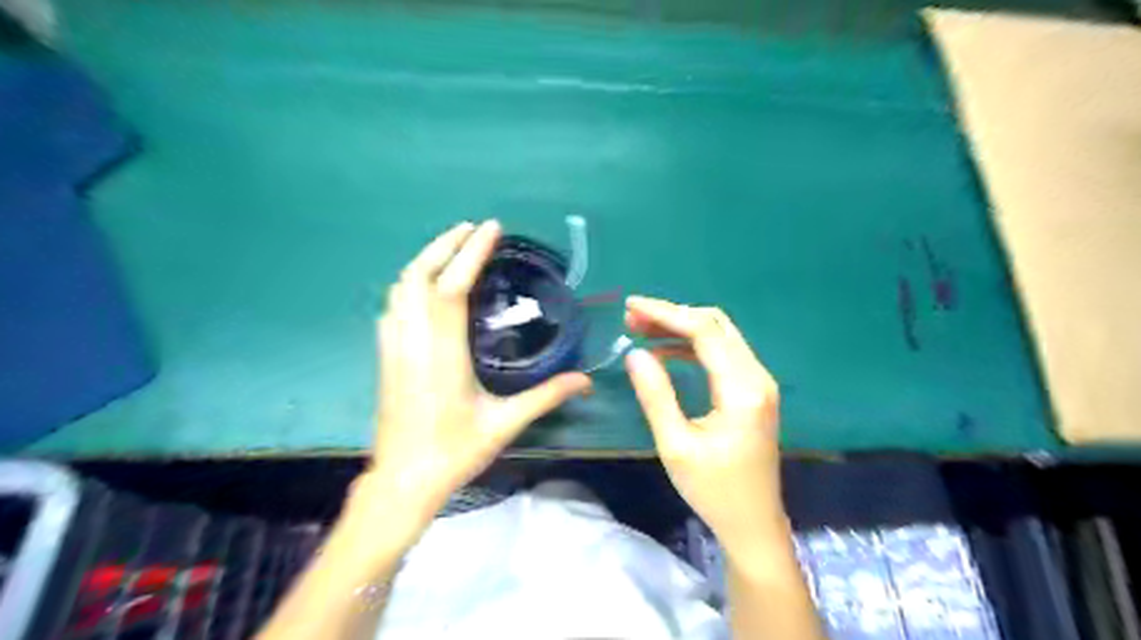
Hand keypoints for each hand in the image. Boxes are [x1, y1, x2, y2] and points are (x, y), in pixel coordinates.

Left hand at [359, 222, 592, 542]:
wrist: (402, 481)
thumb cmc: (453, 452)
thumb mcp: (505, 424)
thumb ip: (546, 397)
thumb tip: (585, 382)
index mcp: (442, 352)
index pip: (452, 287)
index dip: (470, 253)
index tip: (489, 229)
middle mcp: (413, 340)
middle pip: (418, 275)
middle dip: (444, 245)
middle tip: (471, 229)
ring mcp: (394, 347)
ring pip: (400, 287)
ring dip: (425, 260)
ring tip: (452, 248)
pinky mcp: (386, 356)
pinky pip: (393, 305)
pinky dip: (410, 284)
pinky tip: (425, 288)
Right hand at [623, 296, 785, 554]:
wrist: (753, 524)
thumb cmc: (713, 490)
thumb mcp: (676, 446)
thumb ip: (656, 395)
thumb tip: (635, 354)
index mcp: (742, 389)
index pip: (705, 332)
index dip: (666, 313)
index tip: (631, 306)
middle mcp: (757, 377)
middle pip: (716, 325)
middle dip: (672, 315)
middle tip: (633, 317)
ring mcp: (759, 383)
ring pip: (720, 336)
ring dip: (682, 328)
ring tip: (642, 330)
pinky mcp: (753, 391)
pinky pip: (723, 354)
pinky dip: (693, 346)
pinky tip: (665, 353)